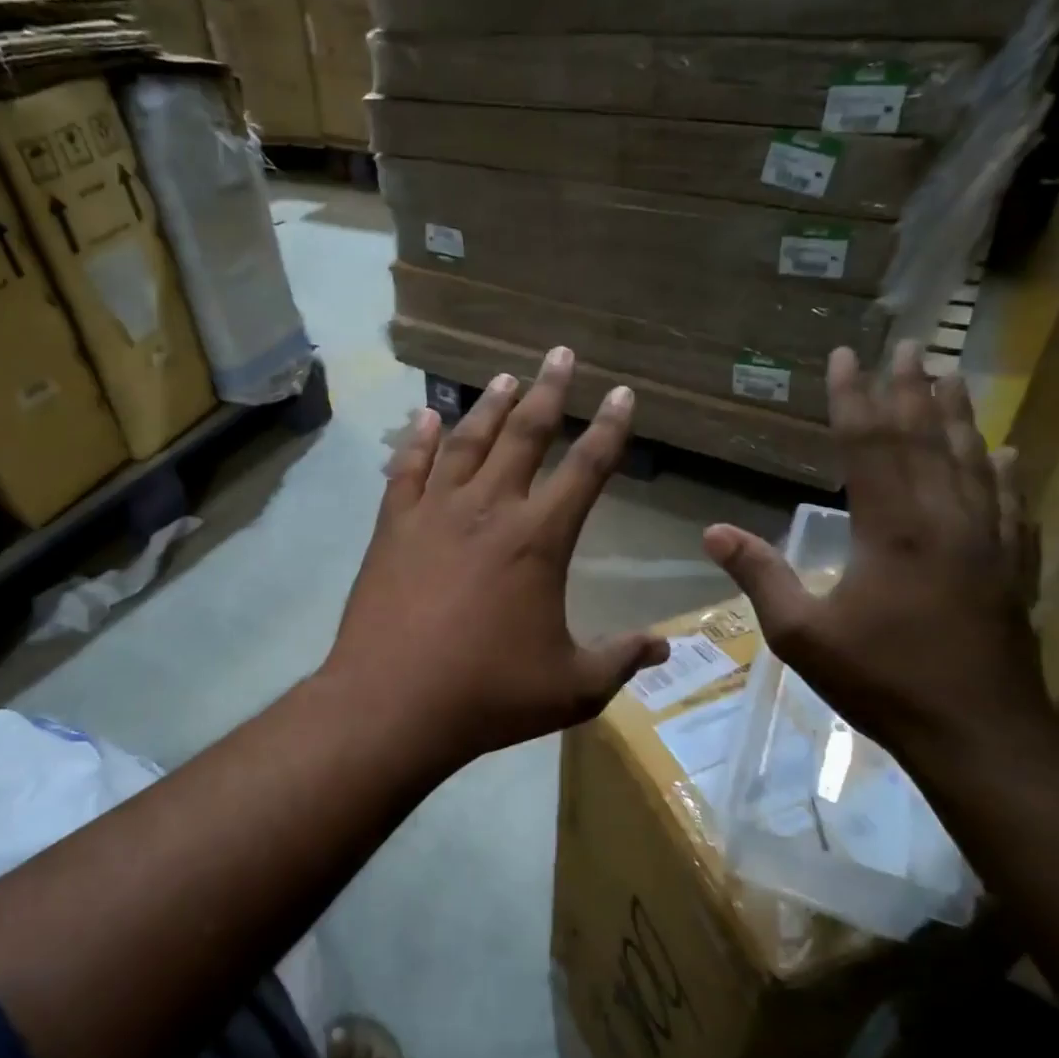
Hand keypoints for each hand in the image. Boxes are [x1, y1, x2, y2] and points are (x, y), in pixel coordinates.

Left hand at [325, 347, 668, 769]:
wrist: (392, 703)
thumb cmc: (487, 695)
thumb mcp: (571, 688)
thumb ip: (621, 660)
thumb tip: (666, 645)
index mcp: (539, 539)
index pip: (586, 469)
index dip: (609, 429)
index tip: (622, 393)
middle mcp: (489, 510)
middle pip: (525, 436)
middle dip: (549, 392)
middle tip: (561, 354)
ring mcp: (434, 513)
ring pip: (467, 443)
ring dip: (490, 407)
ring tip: (508, 377)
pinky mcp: (392, 528)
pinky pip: (407, 470)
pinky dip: (419, 440)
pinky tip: (427, 417)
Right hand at [703, 343, 1051, 776]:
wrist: (978, 733)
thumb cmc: (882, 680)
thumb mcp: (801, 634)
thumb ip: (760, 576)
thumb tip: (712, 531)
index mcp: (892, 530)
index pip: (869, 445)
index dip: (854, 398)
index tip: (847, 356)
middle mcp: (945, 520)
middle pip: (927, 439)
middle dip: (912, 388)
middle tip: (909, 343)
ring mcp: (988, 542)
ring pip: (972, 461)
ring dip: (957, 415)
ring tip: (950, 375)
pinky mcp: (1012, 568)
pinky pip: (1012, 504)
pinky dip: (1006, 472)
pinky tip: (1009, 452)